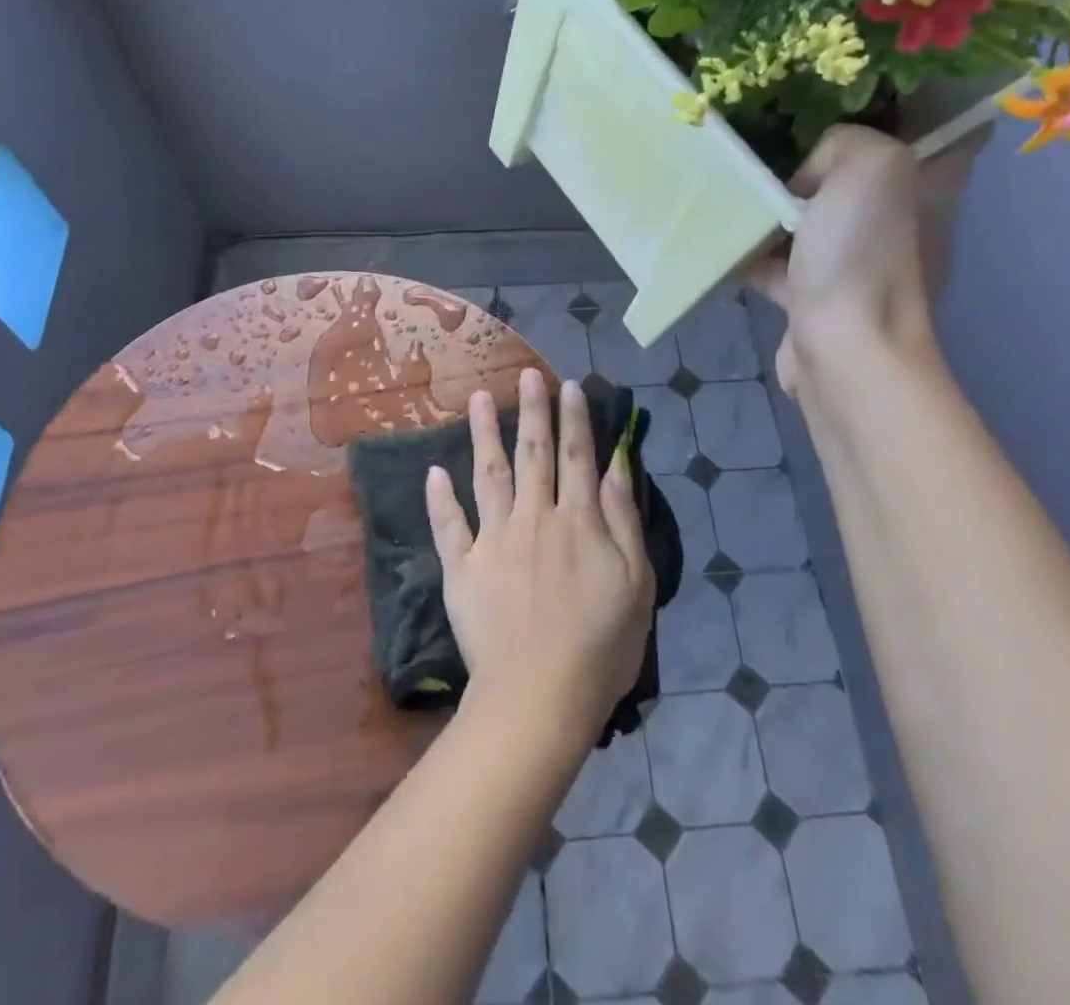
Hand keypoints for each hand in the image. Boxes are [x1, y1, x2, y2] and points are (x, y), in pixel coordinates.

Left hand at [426, 369, 655, 749]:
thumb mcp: (636, 582)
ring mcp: (493, 540)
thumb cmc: (600, 645)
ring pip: (487, 474)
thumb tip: (616, 466)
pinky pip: (448, 525)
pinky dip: (440, 498)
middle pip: (533, 454)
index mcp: (577, 521)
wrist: (538, 696)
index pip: (577, 456)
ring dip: (484, 434)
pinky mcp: (462, 567)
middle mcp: (533, 517)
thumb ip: (623, 519)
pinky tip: (434, 471)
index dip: (574, 418)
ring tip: (479, 399)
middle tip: (526, 375)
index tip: (569, 385)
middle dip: (532, 411)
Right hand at [749, 124, 988, 396]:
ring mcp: (858, 262)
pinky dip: (756, 251)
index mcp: (927, 184)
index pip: (926, 126)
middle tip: (768, 139)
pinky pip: (783, 260)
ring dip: (778, 205)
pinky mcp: (819, 295)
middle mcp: (899, 220)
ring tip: (736, 185)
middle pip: (857, 170)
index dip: (888, 104)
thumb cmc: (862, 255)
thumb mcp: (868, 164)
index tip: (836, 98)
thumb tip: (804, 180)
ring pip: (815, 214)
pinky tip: (724, 239)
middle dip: (815, 154)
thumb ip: (841, 142)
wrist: (843, 350)